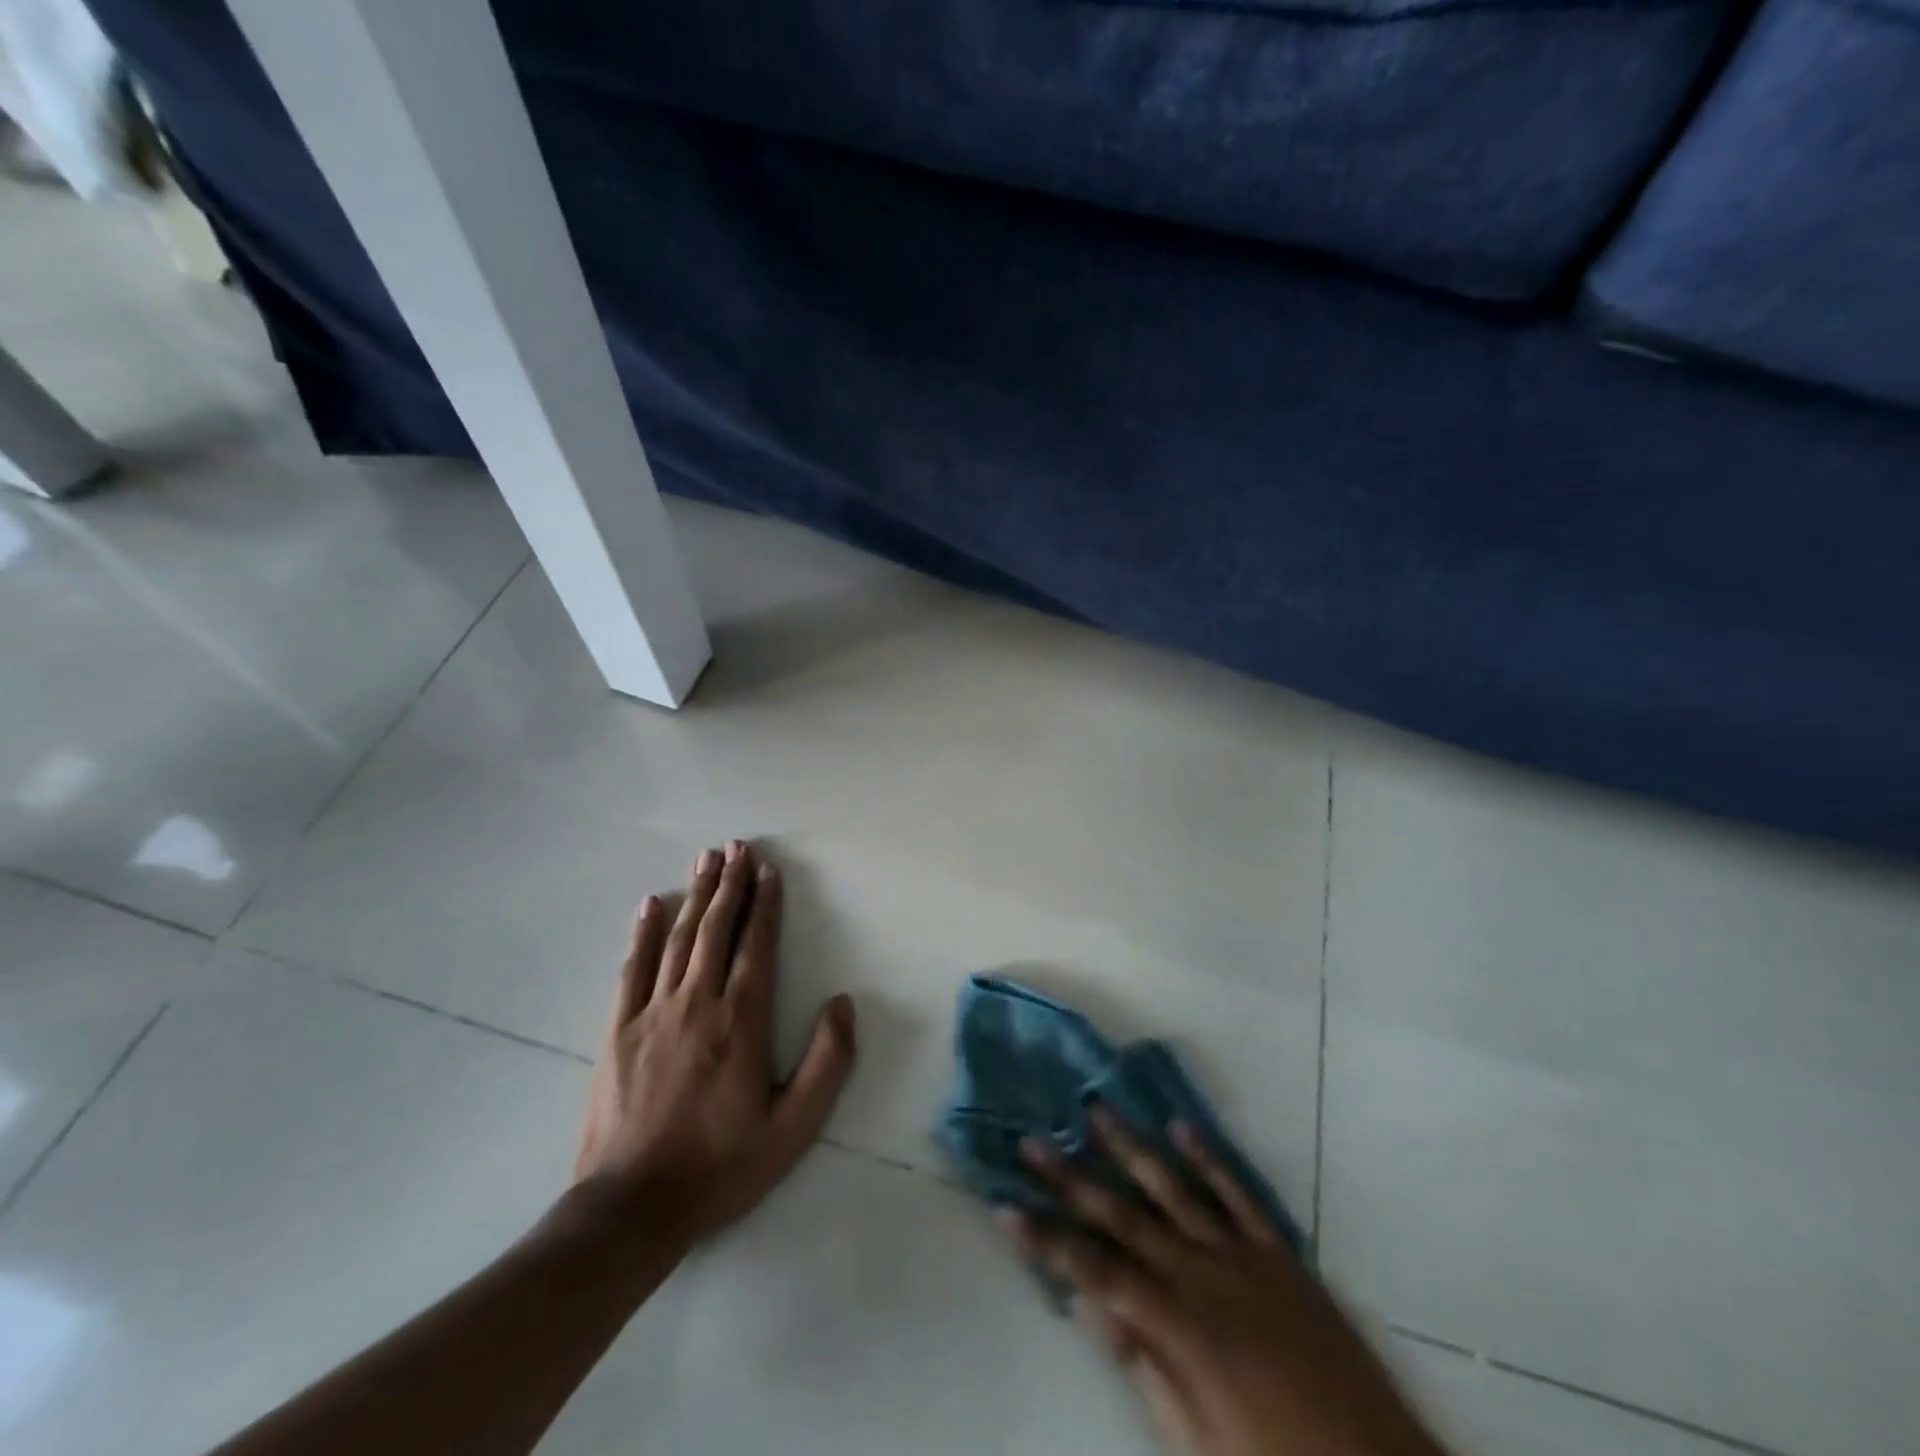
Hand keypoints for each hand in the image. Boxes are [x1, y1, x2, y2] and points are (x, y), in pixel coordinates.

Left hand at [574, 841, 855, 1249]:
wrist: (631, 1210)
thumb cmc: (721, 1166)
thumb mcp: (793, 1127)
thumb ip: (827, 1062)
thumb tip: (843, 1002)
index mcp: (741, 1021)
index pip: (757, 946)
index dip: (765, 904)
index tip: (769, 870)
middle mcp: (697, 1003)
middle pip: (716, 930)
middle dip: (730, 884)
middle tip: (737, 846)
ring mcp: (652, 1013)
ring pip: (678, 939)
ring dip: (695, 895)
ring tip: (706, 859)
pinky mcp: (618, 1031)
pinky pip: (632, 969)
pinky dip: (642, 933)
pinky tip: (650, 905)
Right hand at [1002, 1109, 1447, 1455]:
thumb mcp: (1200, 1444)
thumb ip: (1144, 1369)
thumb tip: (1090, 1307)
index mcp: (1179, 1326)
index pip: (1094, 1271)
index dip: (1047, 1239)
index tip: (1005, 1207)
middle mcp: (1203, 1274)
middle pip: (1122, 1216)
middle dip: (1071, 1179)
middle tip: (1032, 1140)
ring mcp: (1243, 1254)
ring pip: (1173, 1188)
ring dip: (1130, 1148)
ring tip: (1095, 1109)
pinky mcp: (1279, 1251)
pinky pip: (1237, 1192)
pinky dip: (1207, 1156)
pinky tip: (1179, 1125)